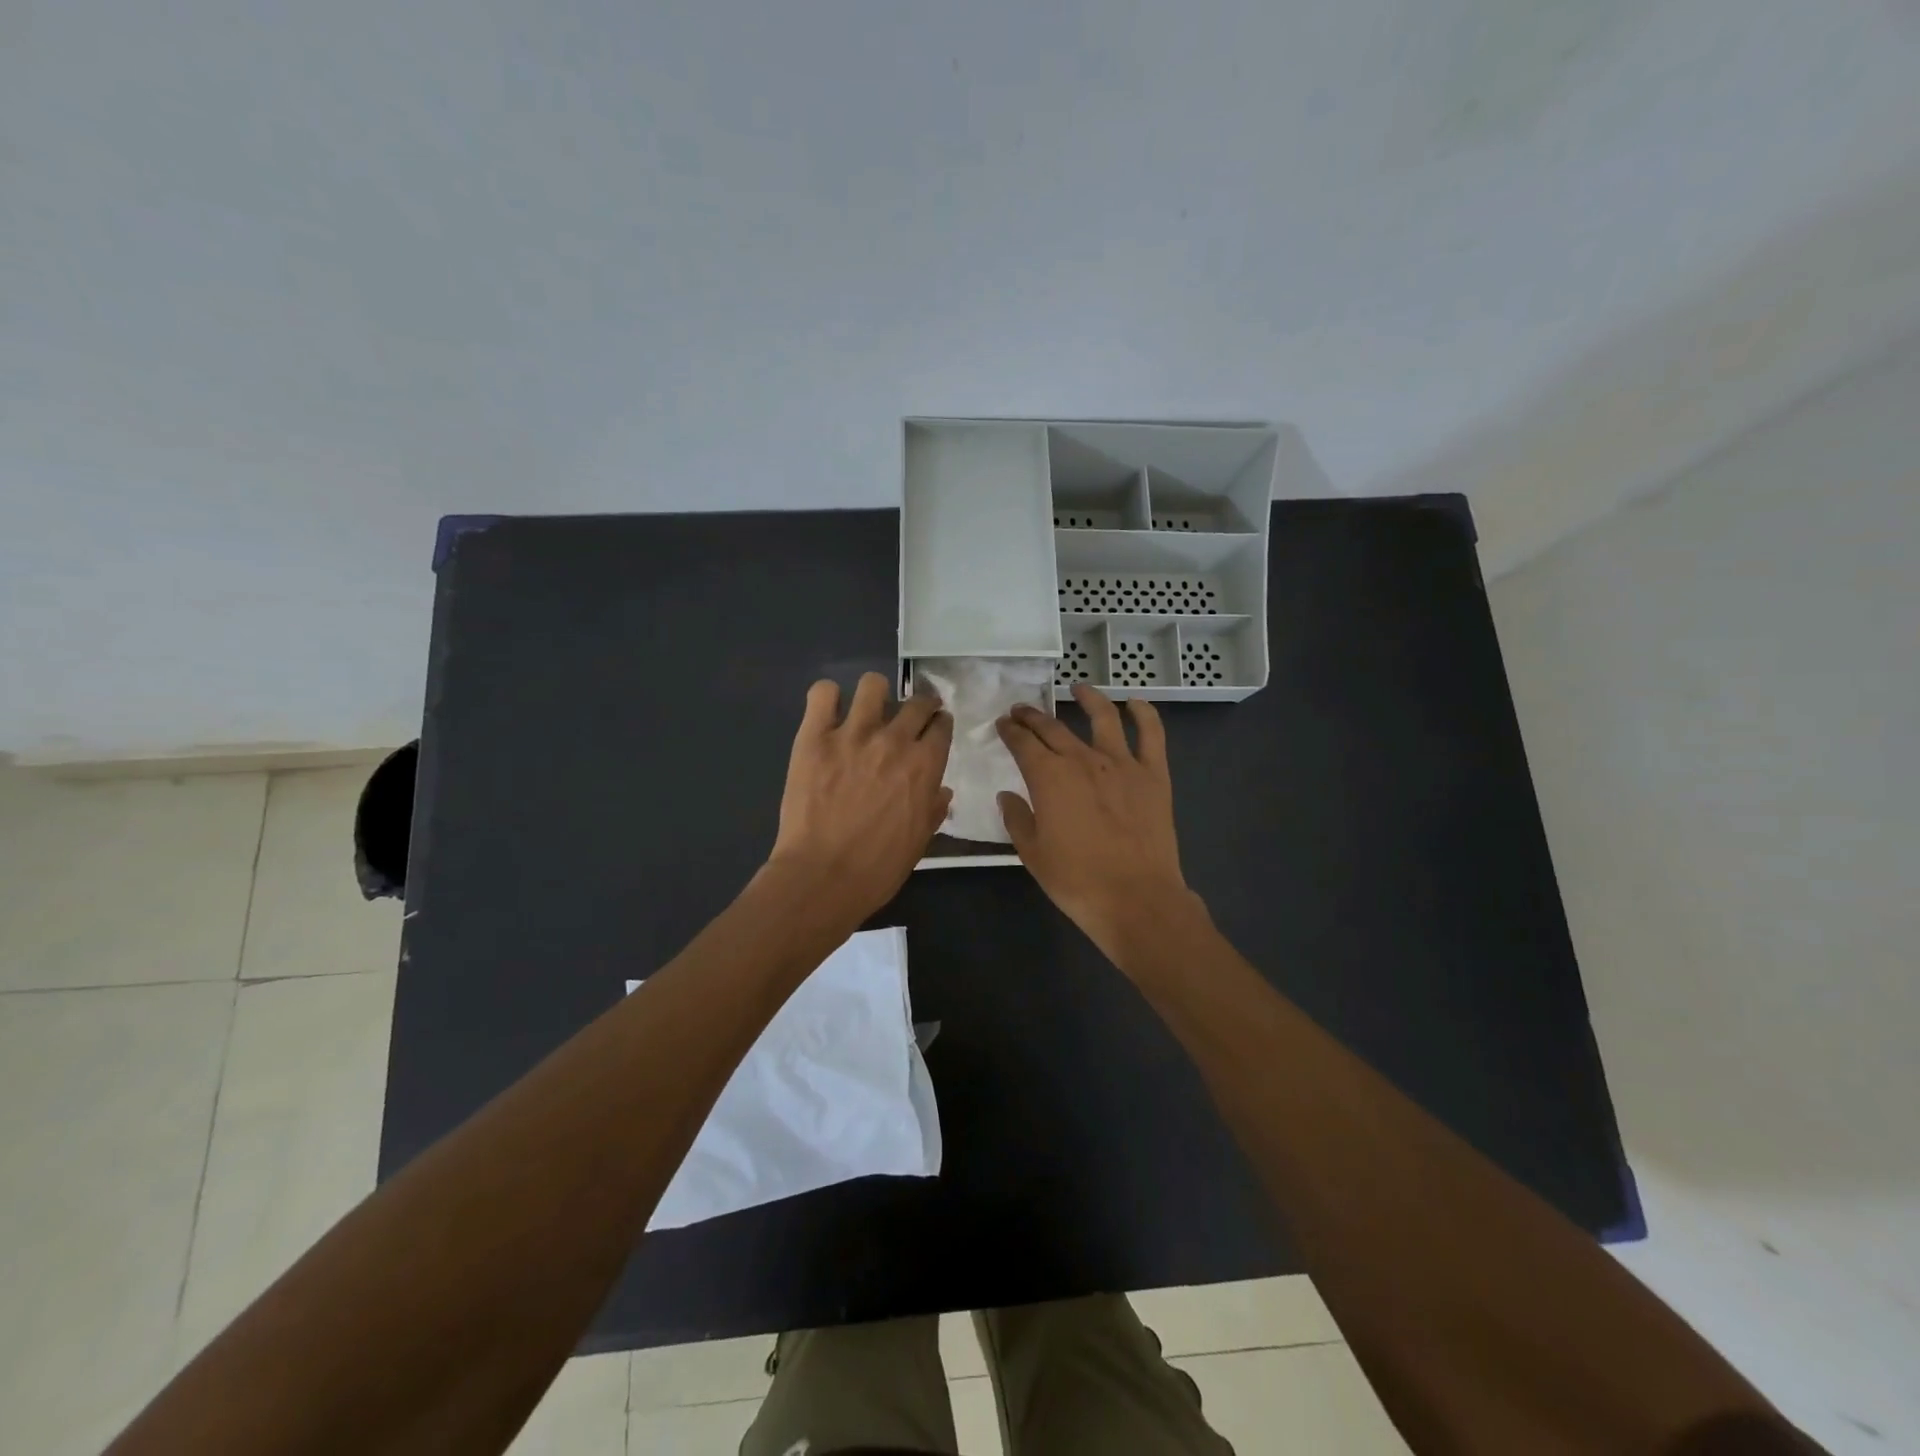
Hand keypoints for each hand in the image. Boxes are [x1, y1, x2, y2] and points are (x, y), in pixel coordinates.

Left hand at [767, 672, 953, 918]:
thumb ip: (933, 809)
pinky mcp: (814, 737)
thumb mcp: (920, 842)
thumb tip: (941, 791)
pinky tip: (828, 713)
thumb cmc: (878, 868)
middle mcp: (894, 740)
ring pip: (873, 685)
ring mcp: (852, 734)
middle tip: (908, 718)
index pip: (942, 726)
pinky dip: (827, 698)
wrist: (822, 877)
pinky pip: (822, 693)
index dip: (939, 726)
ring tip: (868, 710)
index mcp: (925, 765)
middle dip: (919, 706)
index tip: (934, 730)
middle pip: (916, 702)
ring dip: (876, 694)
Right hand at [996, 683, 1203, 968]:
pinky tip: (1135, 703)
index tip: (1003, 724)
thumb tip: (1008, 796)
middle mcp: (1083, 760)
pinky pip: (1151, 734)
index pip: (1023, 743)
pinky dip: (1144, 714)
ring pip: (1103, 717)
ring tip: (1078, 687)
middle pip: (1053, 728)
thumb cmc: (1077, 880)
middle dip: (1033, 716)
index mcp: (1049, 777)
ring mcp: (1122, 763)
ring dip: (1088, 698)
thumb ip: (1017, 818)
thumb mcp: (1032, 853)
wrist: (1135, 899)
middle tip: (1022, 711)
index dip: (1010, 731)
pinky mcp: (1153, 775)